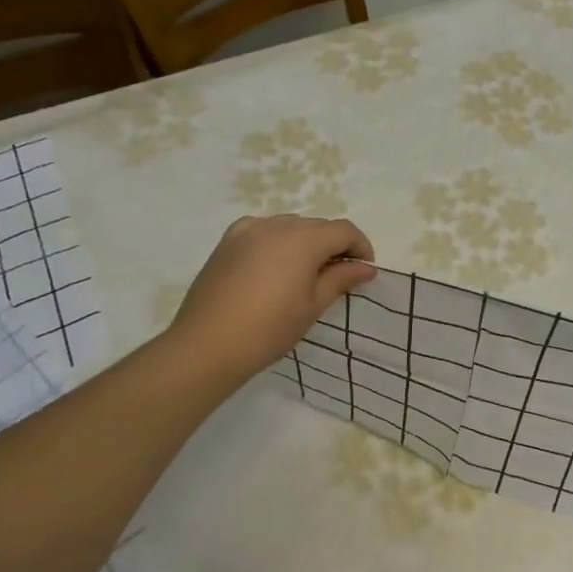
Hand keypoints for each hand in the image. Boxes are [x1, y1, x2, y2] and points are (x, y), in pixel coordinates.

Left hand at [167, 215, 377, 385]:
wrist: (207, 345)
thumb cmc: (269, 329)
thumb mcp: (312, 305)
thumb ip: (341, 279)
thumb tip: (366, 268)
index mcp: (303, 240)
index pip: (343, 230)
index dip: (360, 246)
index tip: (365, 269)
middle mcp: (277, 226)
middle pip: (317, 225)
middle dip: (334, 245)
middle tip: (339, 274)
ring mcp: (248, 230)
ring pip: (290, 226)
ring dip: (306, 241)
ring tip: (306, 271)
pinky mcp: (227, 241)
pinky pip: (262, 229)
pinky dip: (276, 240)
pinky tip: (274, 263)